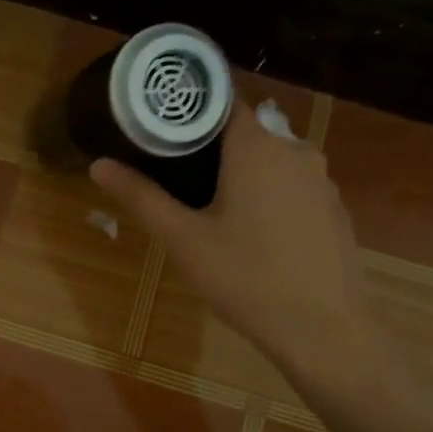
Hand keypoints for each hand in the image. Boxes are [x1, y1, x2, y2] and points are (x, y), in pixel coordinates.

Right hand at [91, 102, 381, 396]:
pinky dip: (268, 195)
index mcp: (257, 146)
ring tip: (208, 206)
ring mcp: (321, 180)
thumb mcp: (184, 239)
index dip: (189, 111)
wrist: (324, 330)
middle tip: (174, 175)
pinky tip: (252, 233)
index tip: (160, 130)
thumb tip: (98, 164)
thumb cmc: (245, 277)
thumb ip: (141, 197)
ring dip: (241, 174)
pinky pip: (292, 186)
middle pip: (245, 132)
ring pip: (270, 161)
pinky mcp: (334, 209)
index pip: (221, 102)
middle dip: (210, 148)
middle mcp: (295, 150)